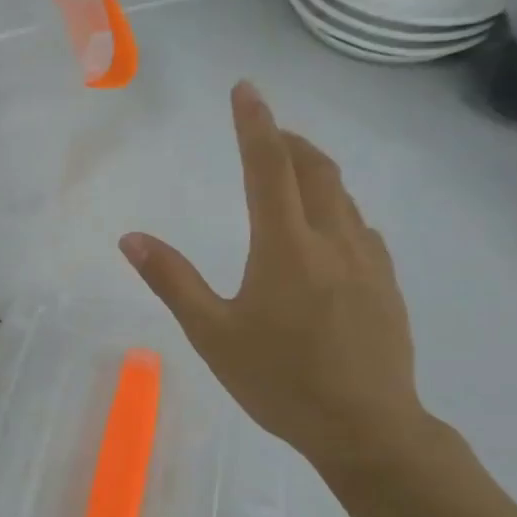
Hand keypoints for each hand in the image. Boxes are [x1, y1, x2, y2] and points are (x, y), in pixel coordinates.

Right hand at [119, 82, 428, 469]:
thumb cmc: (279, 380)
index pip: (268, 167)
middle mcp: (332, 240)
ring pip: (342, 196)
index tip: (245, 89)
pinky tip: (325, 232)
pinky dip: (336, 208)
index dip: (254, 124)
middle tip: (265, 130)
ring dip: (314, 171)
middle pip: (315, 169)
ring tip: (290, 173)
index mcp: (285, 247)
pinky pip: (359, 226)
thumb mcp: (212, 333)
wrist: (367, 427)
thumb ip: (172, 280)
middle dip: (288, 140)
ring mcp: (367, 260)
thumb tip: (131, 238)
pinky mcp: (386, 283)